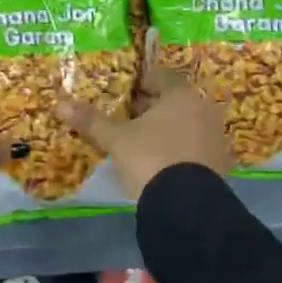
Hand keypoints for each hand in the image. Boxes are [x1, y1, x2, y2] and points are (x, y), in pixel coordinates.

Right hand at [60, 61, 233, 202]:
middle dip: (153, 107)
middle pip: (175, 100)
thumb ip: (92, 121)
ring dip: (168, 128)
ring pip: (187, 123)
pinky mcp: (221, 164)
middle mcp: (204, 109)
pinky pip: (196, 146)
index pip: (161, 76)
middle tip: (129, 117)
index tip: (125, 93)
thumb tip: (60, 104)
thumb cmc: (150, 158)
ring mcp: (216, 137)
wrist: (187, 206)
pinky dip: (180, 149)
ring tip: (143, 141)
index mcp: (181, 94)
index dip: (142, 82)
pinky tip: (162, 162)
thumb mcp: (116, 139)